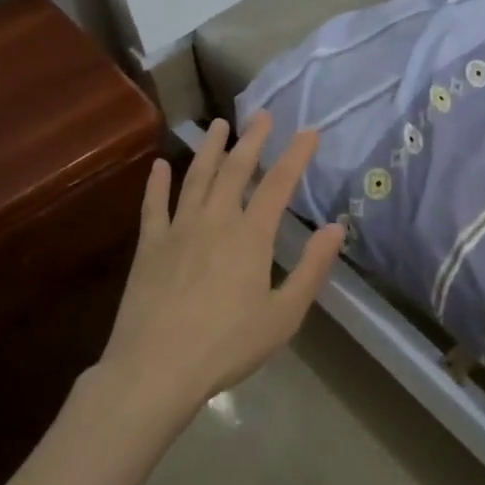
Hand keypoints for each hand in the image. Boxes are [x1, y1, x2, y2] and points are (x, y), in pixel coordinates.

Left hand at [102, 113, 344, 417]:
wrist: (155, 369)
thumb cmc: (227, 346)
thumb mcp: (283, 314)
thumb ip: (312, 269)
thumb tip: (335, 228)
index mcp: (251, 236)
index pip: (279, 184)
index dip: (296, 155)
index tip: (309, 132)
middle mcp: (215, 221)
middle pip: (236, 170)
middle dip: (253, 140)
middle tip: (263, 115)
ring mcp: (178, 230)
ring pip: (196, 178)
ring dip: (210, 149)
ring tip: (219, 125)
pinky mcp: (149, 246)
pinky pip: (154, 205)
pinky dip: (157, 182)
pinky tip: (161, 165)